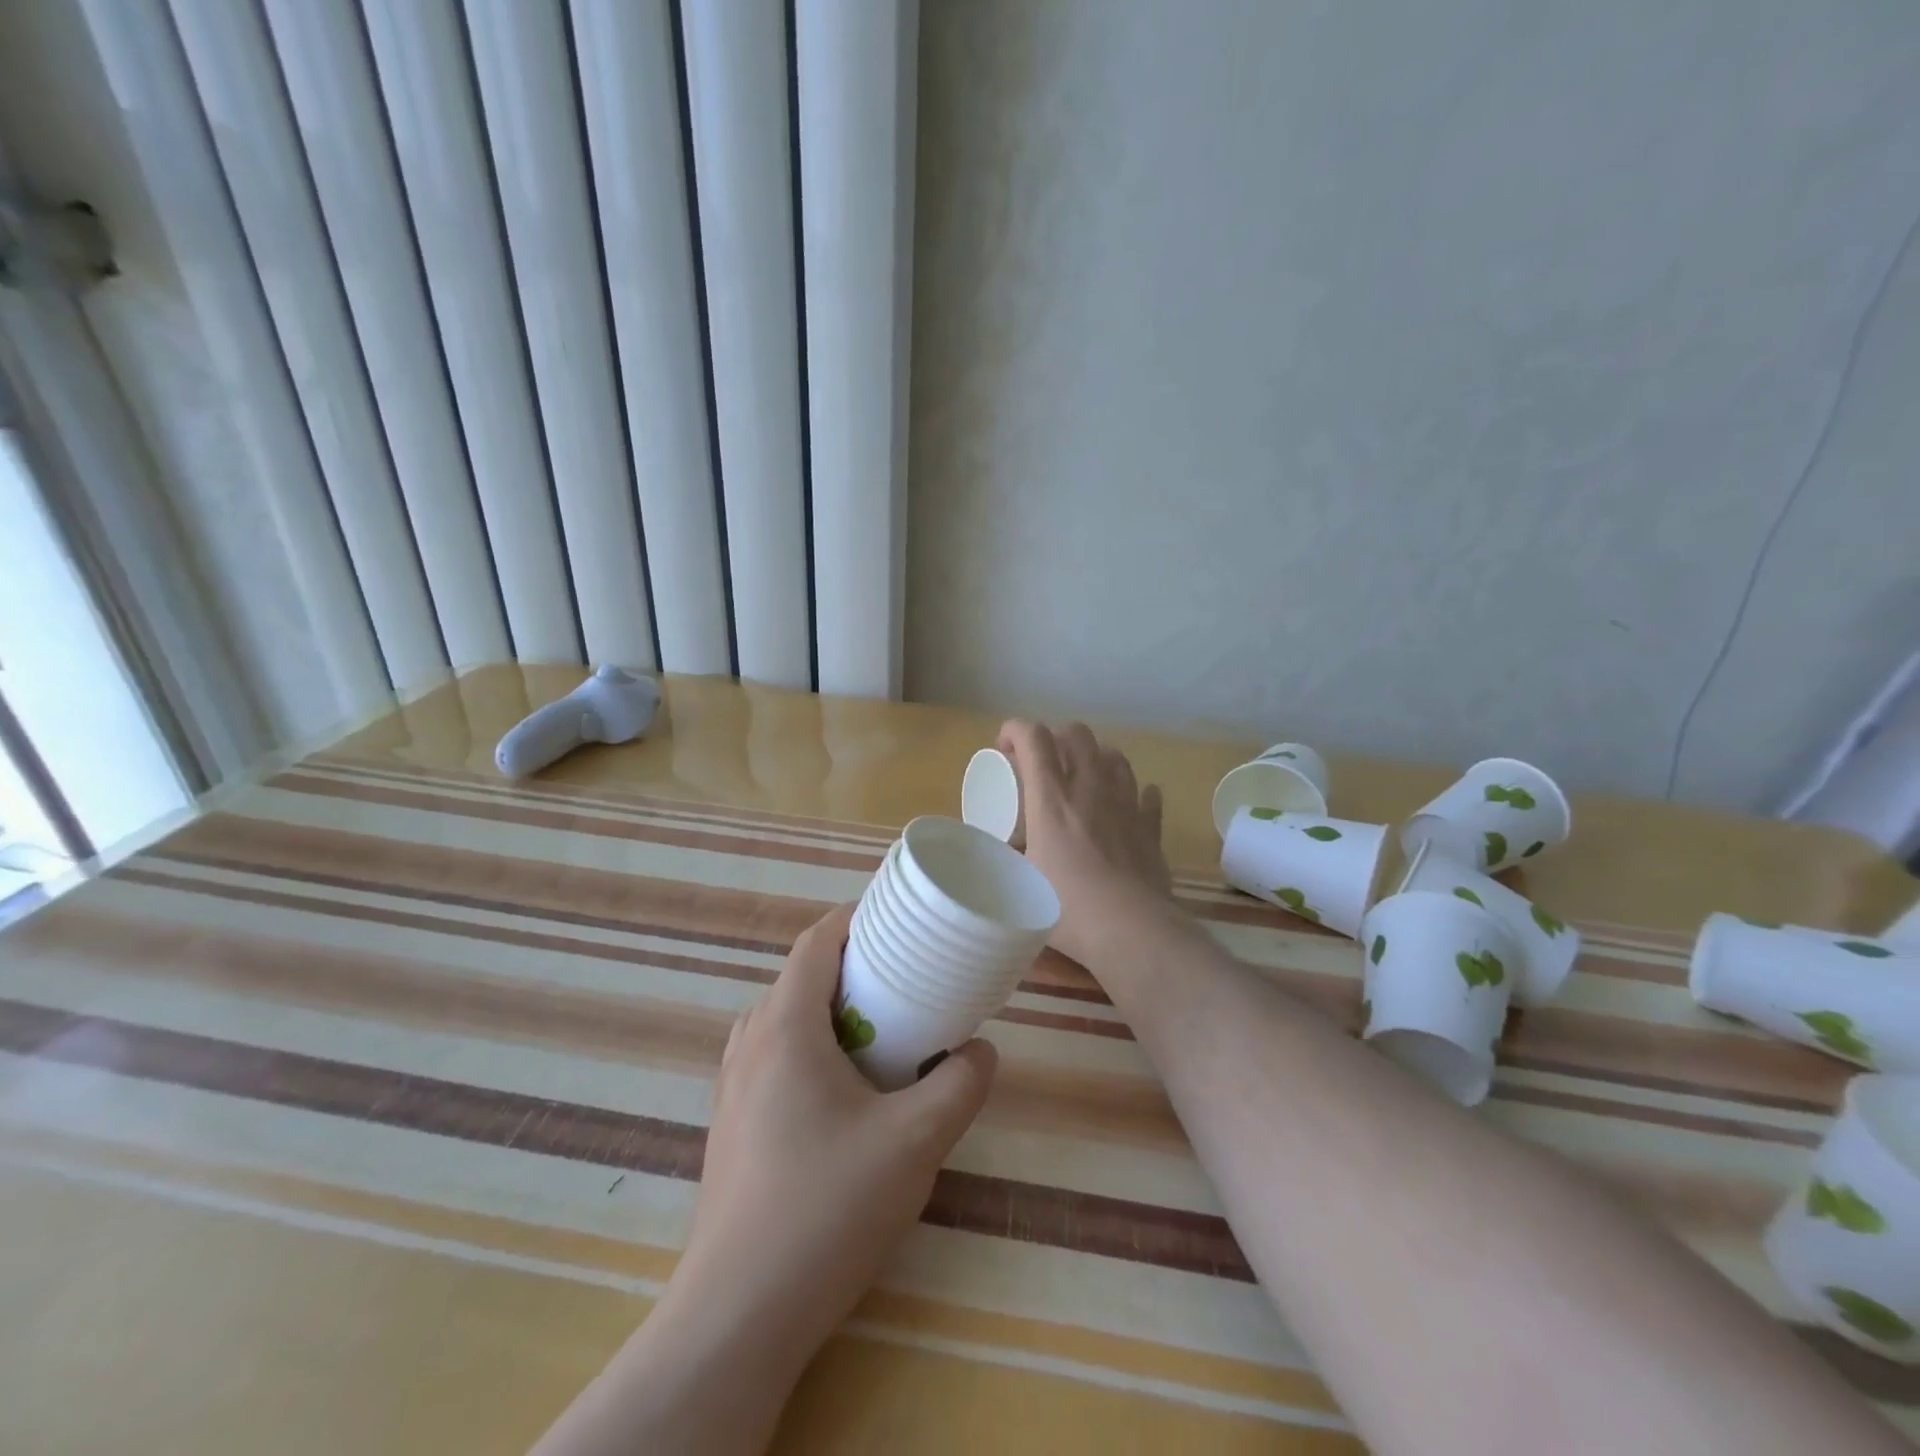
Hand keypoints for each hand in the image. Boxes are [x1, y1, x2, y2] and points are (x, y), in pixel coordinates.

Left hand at [675, 902, 997, 1364]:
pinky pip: (774, 1059)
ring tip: (882, 1037)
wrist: (738, 1315)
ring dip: (833, 1013)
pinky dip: (813, 1049)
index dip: (857, 919)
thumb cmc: (827, 1208)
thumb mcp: (915, 1142)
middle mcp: (749, 1043)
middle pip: (802, 977)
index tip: (900, 923)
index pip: (816, 941)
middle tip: (907, 984)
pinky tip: (846, 1097)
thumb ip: (960, 1085)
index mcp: (785, 1026)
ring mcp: (733, 1086)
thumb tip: (980, 1051)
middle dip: (855, 969)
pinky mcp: (732, 1125)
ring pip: (786, 1020)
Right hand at [999, 719, 1174, 968]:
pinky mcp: (1151, 828)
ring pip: (1115, 757)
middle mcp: (1091, 790)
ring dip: (1095, 757)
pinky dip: (1134, 792)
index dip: (1015, 729)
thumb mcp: (1020, 882)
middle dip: (1055, 736)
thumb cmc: (1068, 908)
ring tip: (1083, 777)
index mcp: (1052, 799)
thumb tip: (1006, 848)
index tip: (1003, 746)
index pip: (1034, 738)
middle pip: (1077, 735)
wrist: (1131, 930)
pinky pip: (1147, 796)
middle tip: (1042, 762)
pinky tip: (1127, 803)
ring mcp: (1126, 805)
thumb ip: (1010, 857)